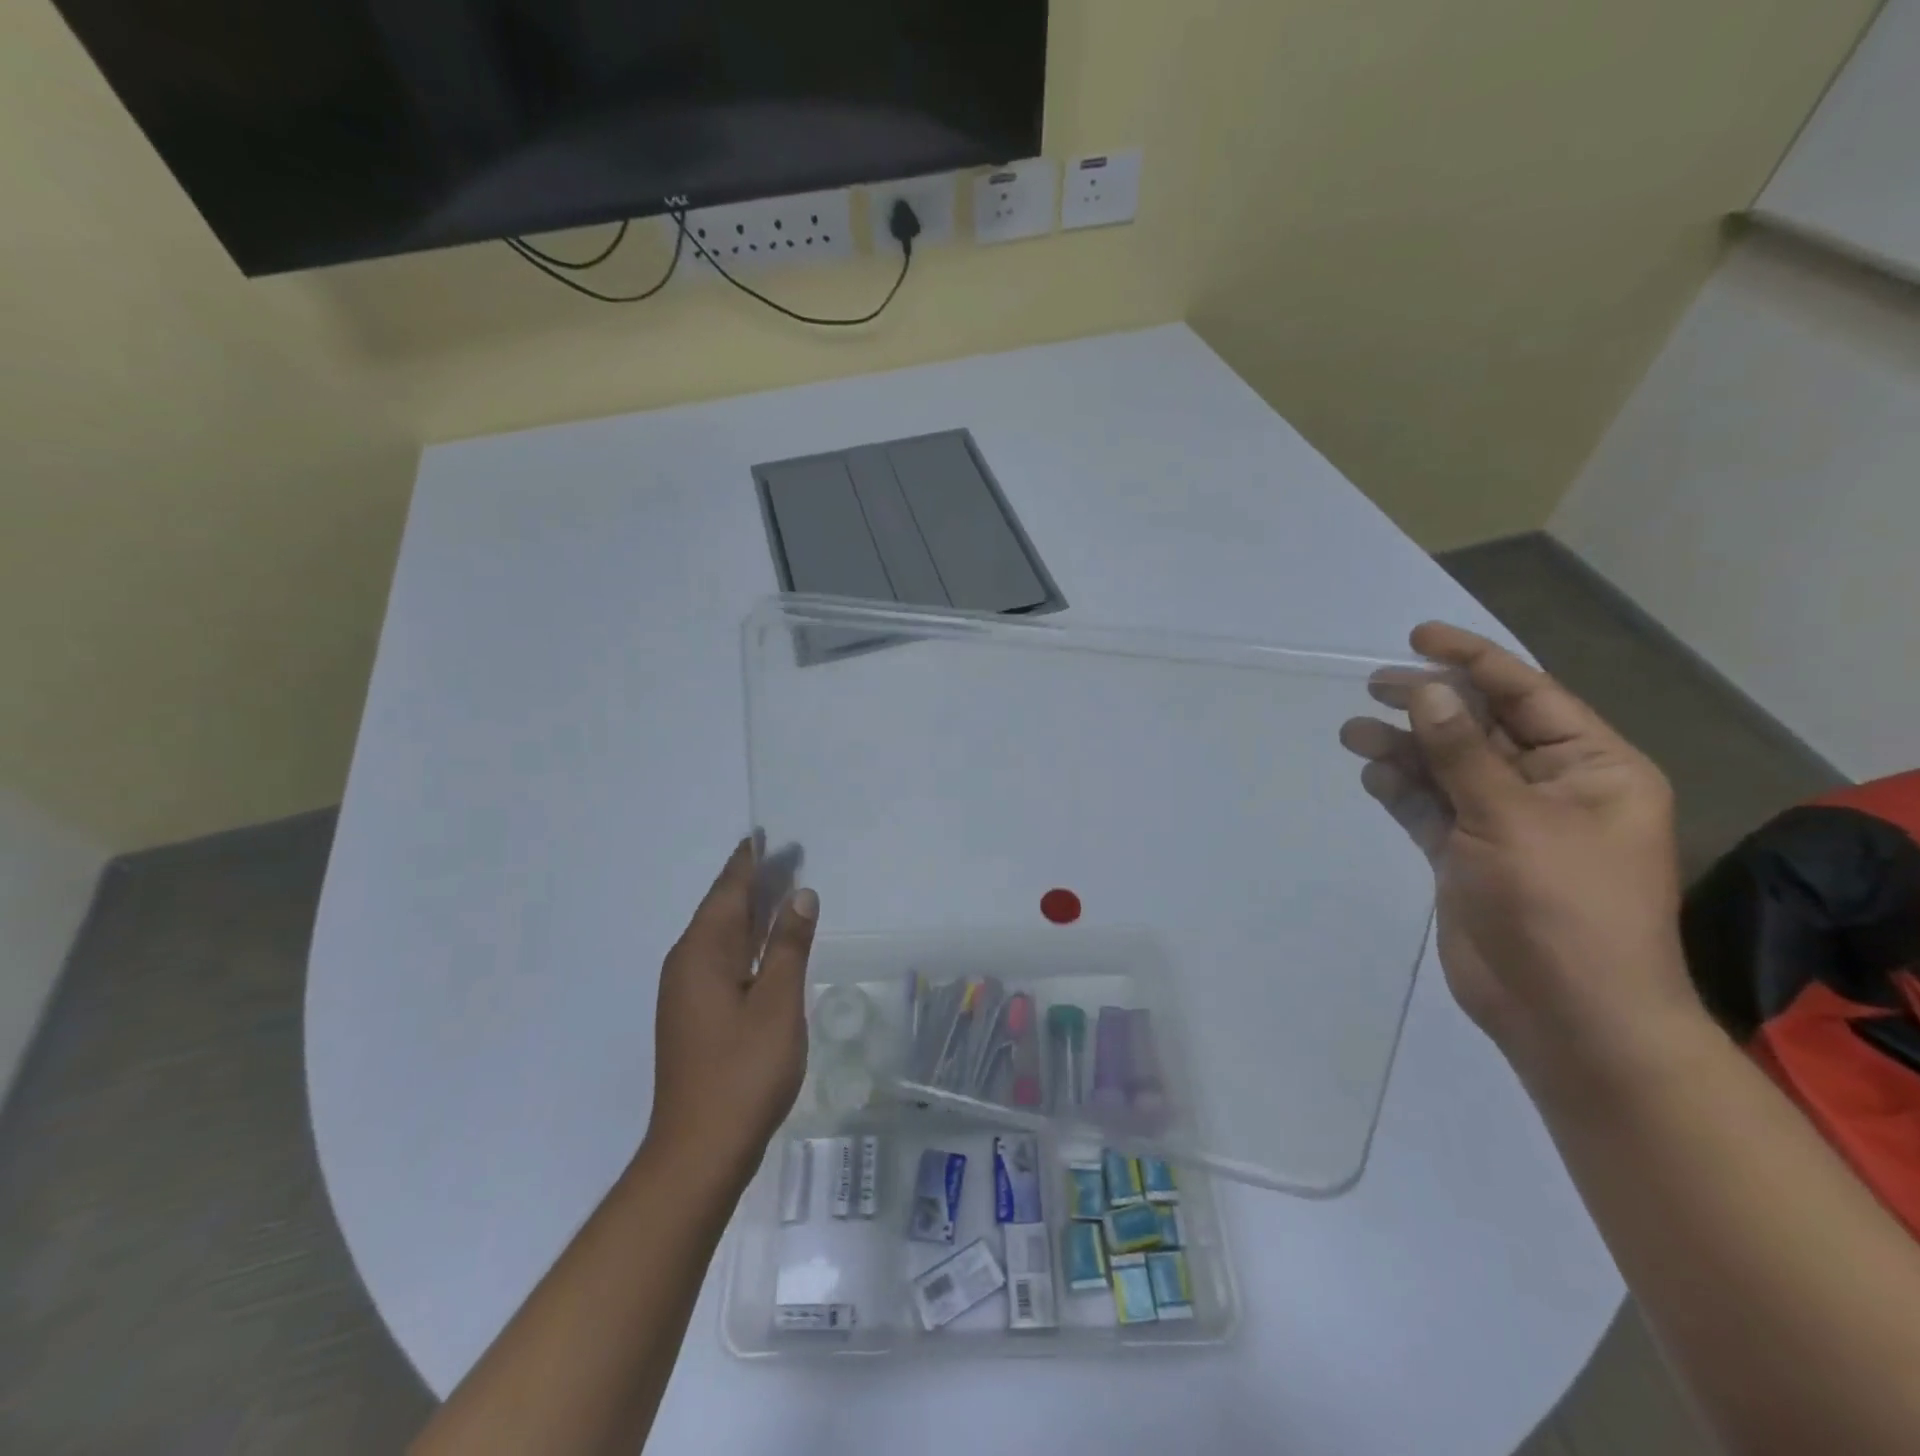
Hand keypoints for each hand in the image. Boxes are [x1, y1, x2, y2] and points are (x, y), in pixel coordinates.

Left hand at [646, 840, 816, 1189]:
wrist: (700, 1151)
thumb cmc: (743, 1071)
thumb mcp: (778, 1002)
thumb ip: (789, 945)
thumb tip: (799, 895)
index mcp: (702, 954)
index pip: (727, 893)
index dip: (747, 863)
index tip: (762, 836)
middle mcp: (688, 966)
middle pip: (723, 910)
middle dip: (752, 883)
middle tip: (784, 856)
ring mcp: (689, 994)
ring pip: (723, 937)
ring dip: (751, 912)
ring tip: (781, 889)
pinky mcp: (697, 1017)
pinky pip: (724, 961)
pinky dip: (748, 943)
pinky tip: (768, 947)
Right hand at [1339, 623, 1698, 1082]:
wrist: (1565, 1013)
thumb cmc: (1561, 906)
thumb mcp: (1512, 818)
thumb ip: (1462, 752)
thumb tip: (1429, 689)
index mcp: (1590, 768)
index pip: (1527, 694)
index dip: (1473, 660)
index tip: (1417, 636)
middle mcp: (1549, 787)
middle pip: (1479, 727)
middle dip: (1428, 704)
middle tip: (1373, 684)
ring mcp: (1504, 823)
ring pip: (1445, 767)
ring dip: (1403, 748)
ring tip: (1354, 733)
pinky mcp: (1466, 855)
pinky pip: (1429, 807)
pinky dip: (1401, 790)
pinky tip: (1373, 777)